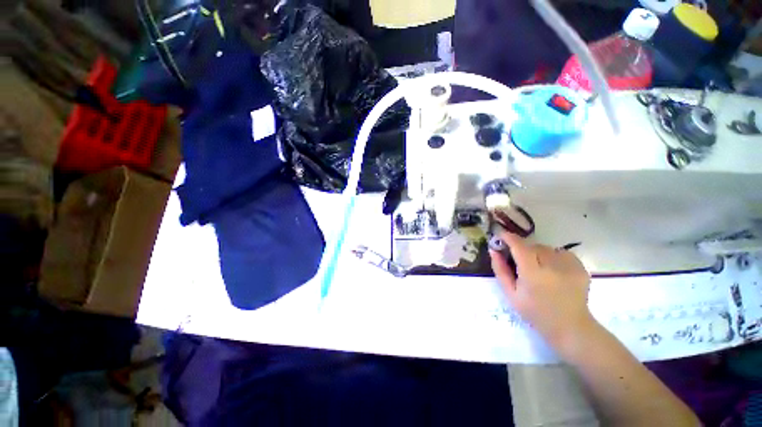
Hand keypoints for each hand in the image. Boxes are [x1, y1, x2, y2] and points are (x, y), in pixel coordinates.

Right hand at [490, 231, 593, 349]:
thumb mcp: (510, 293)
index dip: (508, 237)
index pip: (519, 246)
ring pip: (547, 248)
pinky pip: (561, 252)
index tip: (500, 235)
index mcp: (533, 274)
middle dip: (523, 250)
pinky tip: (553, 270)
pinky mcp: (581, 268)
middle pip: (533, 246)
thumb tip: (493, 250)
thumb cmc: (535, 312)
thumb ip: (500, 270)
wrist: (570, 327)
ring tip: (538, 268)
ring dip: (538, 253)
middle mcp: (552, 267)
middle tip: (520, 262)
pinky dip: (553, 256)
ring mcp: (570, 267)